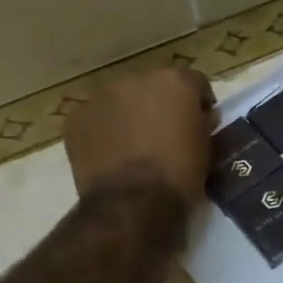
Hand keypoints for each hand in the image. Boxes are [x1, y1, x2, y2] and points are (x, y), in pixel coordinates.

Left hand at [64, 67, 215, 208]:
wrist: (132, 204)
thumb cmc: (179, 175)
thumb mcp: (206, 148)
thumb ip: (203, 123)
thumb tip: (200, 117)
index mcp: (174, 81)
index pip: (195, 83)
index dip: (199, 103)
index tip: (201, 122)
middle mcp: (136, 78)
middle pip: (153, 86)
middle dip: (160, 104)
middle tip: (165, 133)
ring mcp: (101, 96)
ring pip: (121, 99)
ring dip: (129, 114)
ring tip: (134, 144)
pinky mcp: (76, 118)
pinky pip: (95, 118)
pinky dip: (103, 130)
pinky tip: (110, 154)